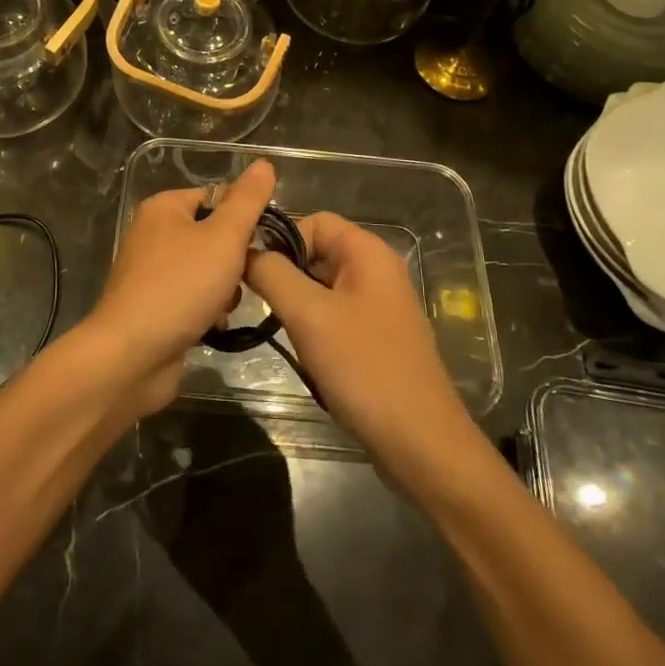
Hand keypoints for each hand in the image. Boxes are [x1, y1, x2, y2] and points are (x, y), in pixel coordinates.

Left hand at [83, 160, 276, 416]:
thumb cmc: (180, 286)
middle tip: (239, 279)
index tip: (261, 243)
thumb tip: (264, 164)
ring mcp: (149, 273)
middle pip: (212, 236)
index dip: (242, 218)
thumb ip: (247, 201)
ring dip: (223, 290)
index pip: (215, 198)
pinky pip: (191, 298)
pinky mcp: (152, 307)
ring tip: (223, 307)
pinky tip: (211, 326)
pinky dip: (205, 311)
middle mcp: (152, 234)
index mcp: (163, 208)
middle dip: (233, 261)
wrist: (132, 355)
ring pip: (205, 271)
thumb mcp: (223, 237)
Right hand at [246, 213, 477, 485]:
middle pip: (316, 252)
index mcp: (368, 253)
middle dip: (284, 274)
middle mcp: (376, 271)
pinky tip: (304, 354)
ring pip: (321, 287)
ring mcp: (378, 306)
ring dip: (296, 305)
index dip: (280, 240)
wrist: (420, 444)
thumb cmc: (364, 368)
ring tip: (280, 331)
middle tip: (256, 303)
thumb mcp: (309, 315)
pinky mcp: (375, 338)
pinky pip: (333, 316)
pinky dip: (313, 328)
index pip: (313, 221)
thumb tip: (244, 251)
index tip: (251, 271)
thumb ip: (272, 274)